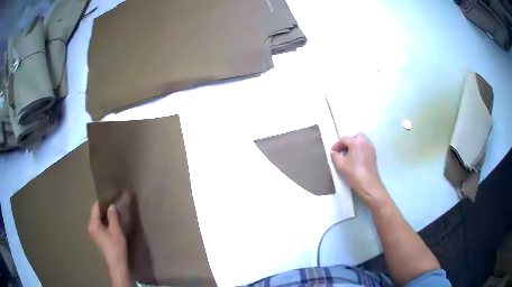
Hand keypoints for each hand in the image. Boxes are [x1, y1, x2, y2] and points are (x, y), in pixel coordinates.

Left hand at [88, 202, 127, 268]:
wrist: (117, 263)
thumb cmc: (115, 245)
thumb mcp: (115, 229)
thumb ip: (113, 215)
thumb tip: (111, 205)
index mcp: (92, 224)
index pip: (95, 208)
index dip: (103, 202)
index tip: (111, 198)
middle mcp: (90, 227)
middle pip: (96, 214)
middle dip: (105, 210)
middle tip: (114, 206)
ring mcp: (94, 233)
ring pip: (99, 220)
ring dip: (106, 217)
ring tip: (115, 214)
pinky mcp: (98, 238)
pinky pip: (100, 226)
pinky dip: (106, 223)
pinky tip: (113, 224)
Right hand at [330, 133, 389, 208]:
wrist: (369, 185)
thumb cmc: (354, 174)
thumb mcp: (340, 165)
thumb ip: (335, 156)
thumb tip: (333, 153)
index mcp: (356, 142)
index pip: (344, 139)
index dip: (336, 145)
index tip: (332, 152)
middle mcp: (365, 142)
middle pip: (355, 136)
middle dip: (348, 142)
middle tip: (342, 150)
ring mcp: (370, 148)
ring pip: (361, 140)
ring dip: (354, 144)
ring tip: (349, 155)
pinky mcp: (373, 154)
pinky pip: (365, 146)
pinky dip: (360, 149)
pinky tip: (356, 159)